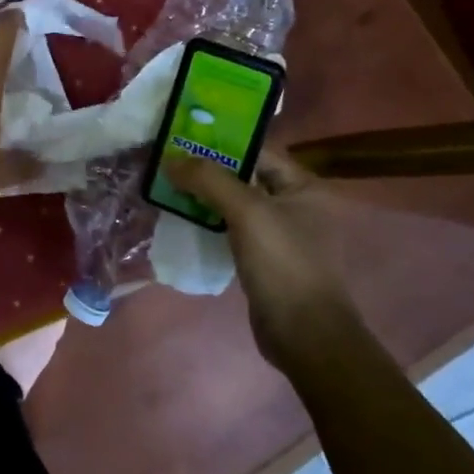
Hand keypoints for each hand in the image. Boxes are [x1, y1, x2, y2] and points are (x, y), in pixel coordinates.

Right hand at [163, 150, 350, 365]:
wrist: (305, 336)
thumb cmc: (284, 264)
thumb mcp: (247, 212)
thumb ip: (209, 180)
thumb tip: (170, 159)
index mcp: (304, 186)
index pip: (258, 151)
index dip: (221, 142)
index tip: (182, 137)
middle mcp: (296, 205)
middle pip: (245, 176)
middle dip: (207, 170)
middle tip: (168, 163)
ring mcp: (280, 234)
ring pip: (236, 204)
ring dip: (204, 197)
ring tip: (168, 188)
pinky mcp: (264, 259)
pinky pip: (233, 230)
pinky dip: (210, 223)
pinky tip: (183, 221)